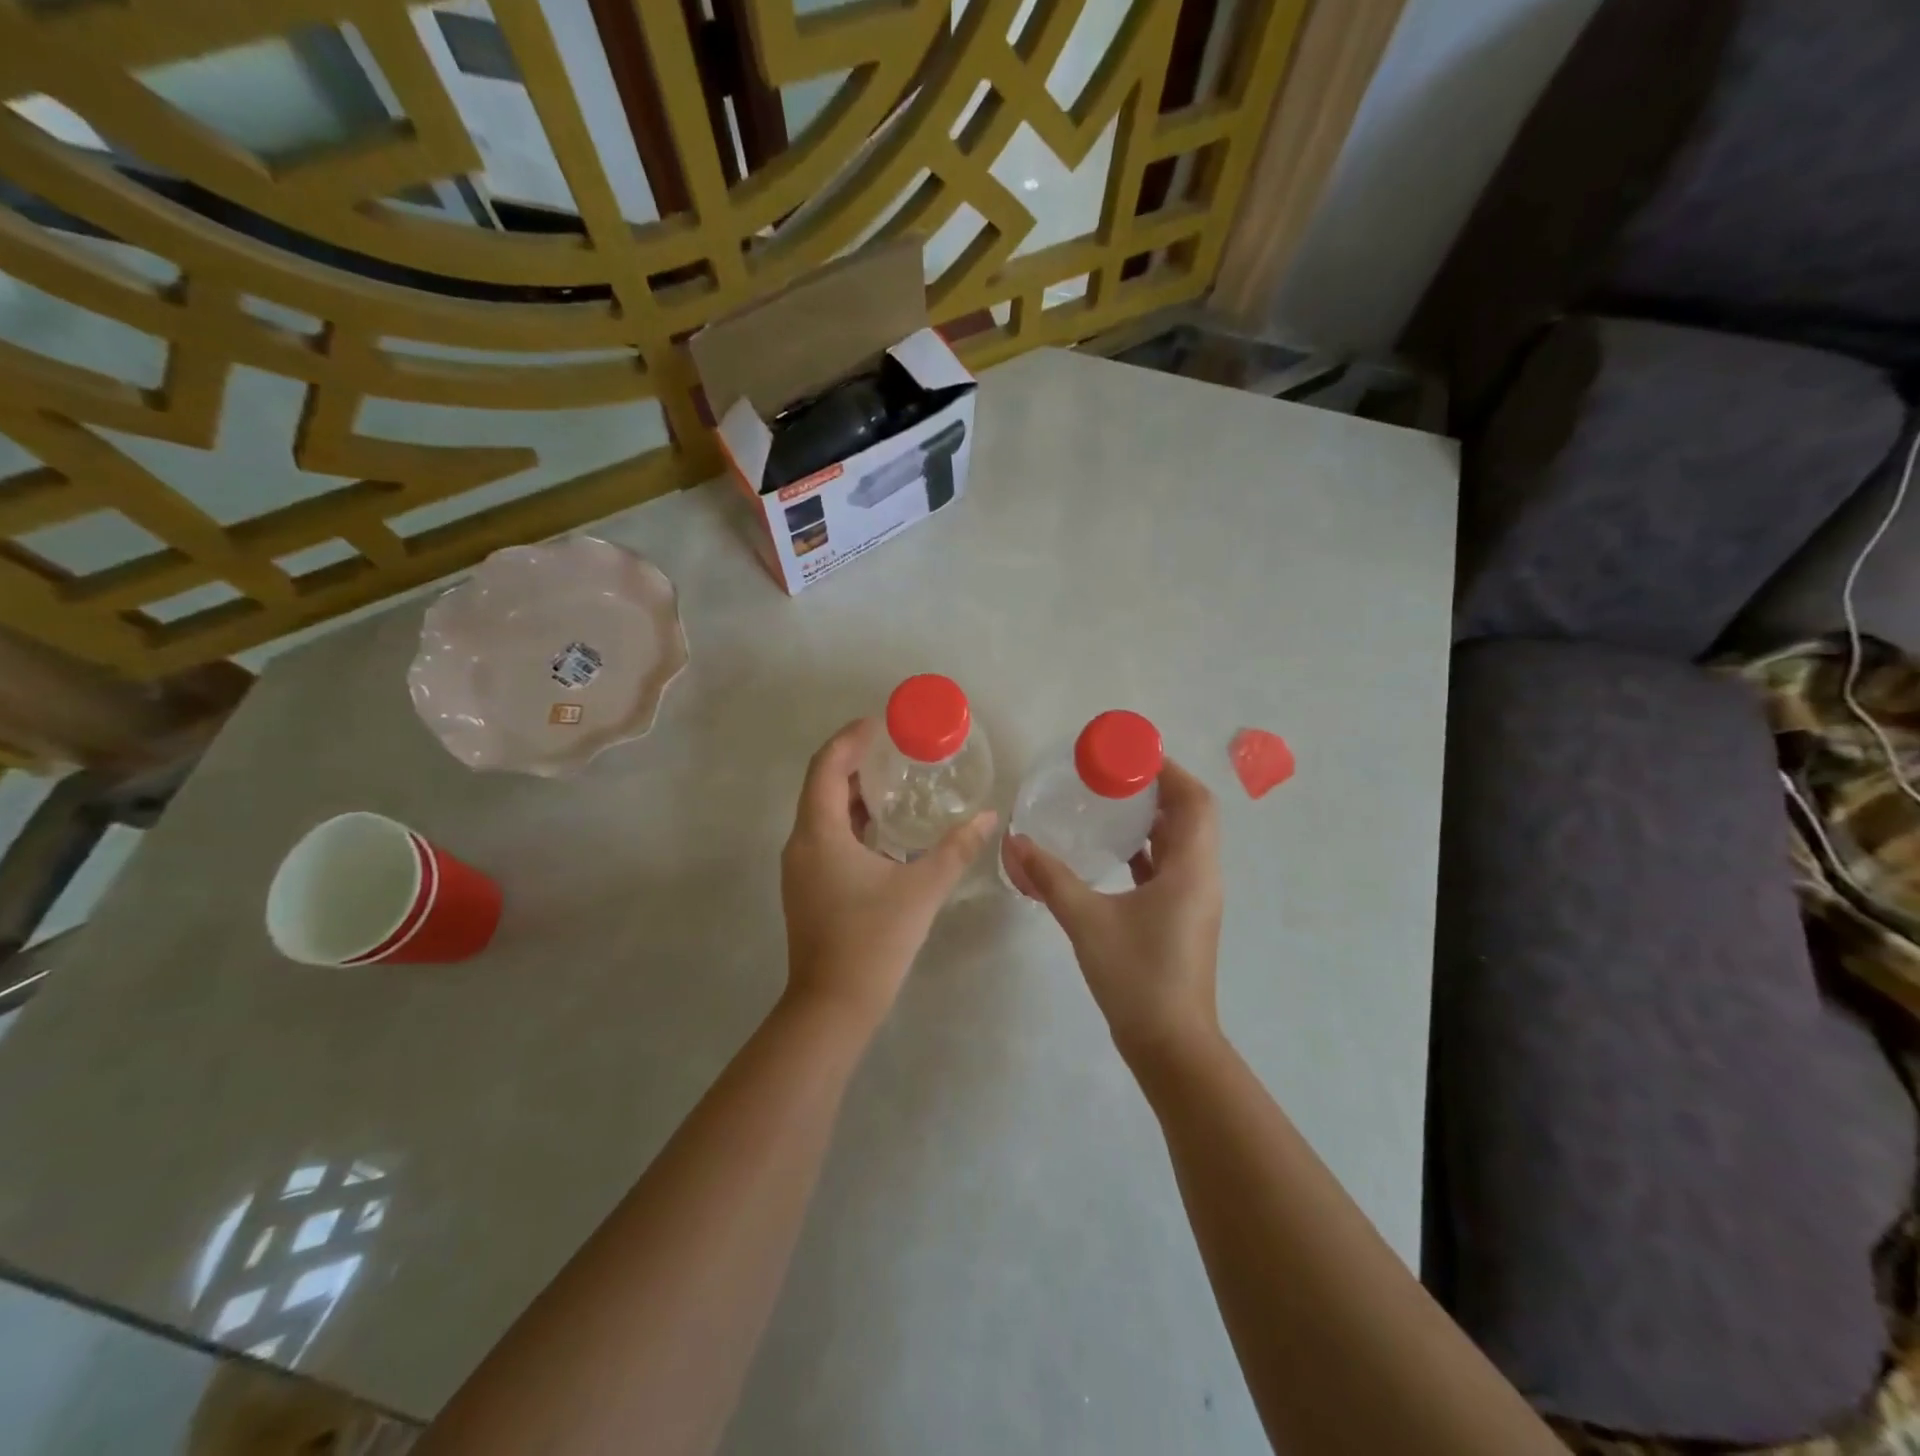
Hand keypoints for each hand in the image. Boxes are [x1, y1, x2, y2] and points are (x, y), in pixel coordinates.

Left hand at [781, 719, 996, 1030]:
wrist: (833, 1006)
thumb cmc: (874, 940)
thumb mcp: (923, 889)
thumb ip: (956, 849)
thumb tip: (989, 817)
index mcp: (819, 833)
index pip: (826, 766)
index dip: (850, 739)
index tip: (880, 724)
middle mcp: (801, 844)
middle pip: (822, 786)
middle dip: (856, 763)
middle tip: (896, 750)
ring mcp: (800, 869)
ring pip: (823, 815)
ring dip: (855, 795)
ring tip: (895, 785)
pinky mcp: (807, 889)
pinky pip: (826, 839)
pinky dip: (852, 824)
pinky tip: (886, 833)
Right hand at [1002, 759, 1223, 1066]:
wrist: (1170, 1045)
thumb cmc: (1137, 976)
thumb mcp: (1087, 920)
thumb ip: (1050, 878)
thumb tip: (1014, 841)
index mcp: (1192, 868)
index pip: (1195, 801)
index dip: (1169, 771)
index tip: (1131, 756)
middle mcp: (1202, 877)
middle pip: (1191, 816)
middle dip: (1157, 790)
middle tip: (1113, 775)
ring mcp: (1194, 900)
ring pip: (1181, 843)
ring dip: (1153, 820)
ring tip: (1110, 803)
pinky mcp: (1181, 918)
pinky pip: (1169, 868)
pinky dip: (1146, 851)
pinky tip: (1112, 852)